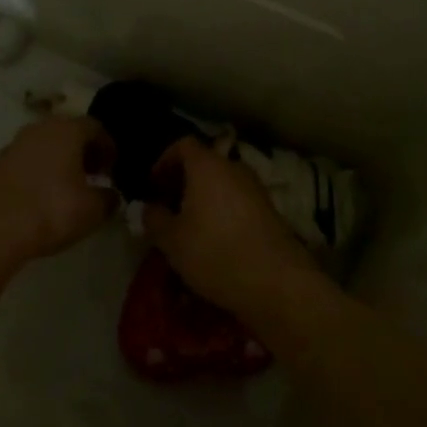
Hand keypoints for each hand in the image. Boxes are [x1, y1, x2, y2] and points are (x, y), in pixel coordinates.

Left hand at [0, 117, 118, 266]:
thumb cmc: (51, 211)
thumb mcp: (93, 210)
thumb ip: (109, 198)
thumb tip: (111, 194)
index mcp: (66, 130)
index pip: (95, 127)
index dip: (108, 147)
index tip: (113, 168)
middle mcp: (38, 129)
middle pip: (67, 132)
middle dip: (82, 151)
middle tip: (93, 174)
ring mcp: (12, 145)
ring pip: (43, 146)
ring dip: (58, 161)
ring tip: (67, 187)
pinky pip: (24, 162)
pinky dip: (36, 172)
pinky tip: (39, 196)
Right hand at [142, 138, 325, 321]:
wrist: (276, 281)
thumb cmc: (214, 252)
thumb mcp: (171, 240)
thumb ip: (154, 218)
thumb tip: (150, 208)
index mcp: (208, 166)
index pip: (183, 145)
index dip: (164, 161)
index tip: (153, 186)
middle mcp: (234, 168)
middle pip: (205, 163)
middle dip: (183, 182)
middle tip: (167, 207)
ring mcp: (256, 189)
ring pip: (222, 184)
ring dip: (203, 199)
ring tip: (189, 227)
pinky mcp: (270, 211)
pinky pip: (238, 202)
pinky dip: (222, 212)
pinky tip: (214, 241)